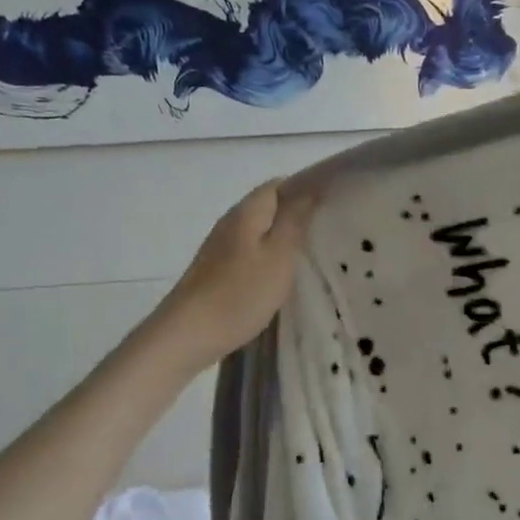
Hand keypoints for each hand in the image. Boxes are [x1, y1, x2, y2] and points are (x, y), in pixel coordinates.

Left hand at [154, 179, 315, 369]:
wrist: (187, 335)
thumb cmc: (239, 294)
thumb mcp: (279, 256)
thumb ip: (295, 221)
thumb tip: (310, 190)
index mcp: (247, 212)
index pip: (279, 184)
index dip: (306, 189)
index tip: (332, 206)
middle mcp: (231, 222)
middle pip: (269, 207)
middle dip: (297, 215)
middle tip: (328, 232)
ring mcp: (220, 247)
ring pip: (260, 231)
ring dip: (283, 239)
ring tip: (311, 255)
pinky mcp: (217, 270)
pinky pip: (251, 252)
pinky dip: (269, 258)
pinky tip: (282, 276)